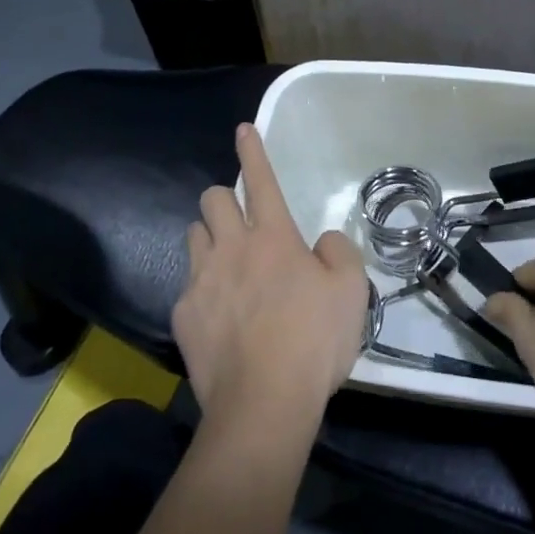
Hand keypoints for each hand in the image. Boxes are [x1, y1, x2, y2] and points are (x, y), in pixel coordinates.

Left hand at [177, 124, 371, 431]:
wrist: (263, 405)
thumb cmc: (314, 341)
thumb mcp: (352, 291)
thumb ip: (339, 252)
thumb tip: (321, 242)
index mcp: (274, 237)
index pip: (261, 180)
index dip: (253, 150)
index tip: (242, 129)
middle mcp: (232, 248)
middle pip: (212, 198)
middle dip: (224, 199)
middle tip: (244, 224)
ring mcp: (201, 282)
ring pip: (193, 234)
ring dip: (209, 238)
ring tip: (228, 264)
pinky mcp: (182, 315)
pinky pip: (187, 285)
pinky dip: (202, 288)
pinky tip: (218, 315)